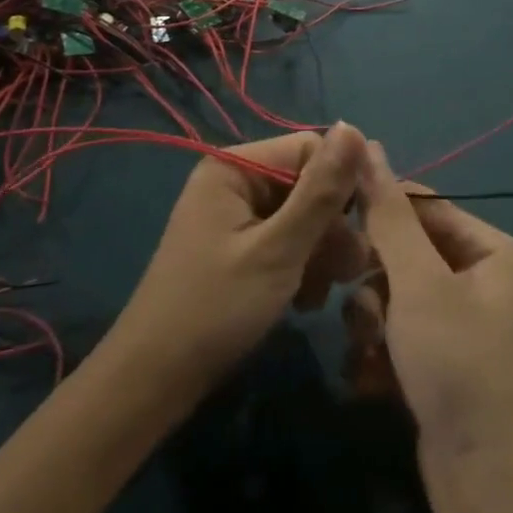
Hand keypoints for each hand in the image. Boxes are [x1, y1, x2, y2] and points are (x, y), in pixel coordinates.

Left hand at [112, 125, 367, 404]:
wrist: (151, 386)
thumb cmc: (214, 311)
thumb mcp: (278, 250)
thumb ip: (321, 192)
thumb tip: (355, 126)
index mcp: (235, 166)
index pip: (310, 149)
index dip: (340, 185)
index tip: (361, 230)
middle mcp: (234, 180)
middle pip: (307, 183)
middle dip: (331, 228)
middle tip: (348, 272)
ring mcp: (234, 215)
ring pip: (302, 215)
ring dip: (320, 252)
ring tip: (322, 293)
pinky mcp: (237, 247)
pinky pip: (285, 239)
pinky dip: (301, 265)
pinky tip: (305, 300)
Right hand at [352, 142, 512, 500]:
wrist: (490, 486)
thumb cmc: (458, 363)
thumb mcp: (419, 281)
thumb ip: (387, 213)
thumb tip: (365, 141)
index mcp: (486, 247)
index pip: (421, 204)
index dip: (377, 210)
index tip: (333, 222)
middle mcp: (475, 278)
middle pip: (403, 253)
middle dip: (374, 280)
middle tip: (359, 303)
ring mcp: (455, 325)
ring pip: (391, 297)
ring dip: (371, 321)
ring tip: (371, 350)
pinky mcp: (436, 366)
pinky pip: (394, 337)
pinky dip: (378, 354)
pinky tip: (372, 381)